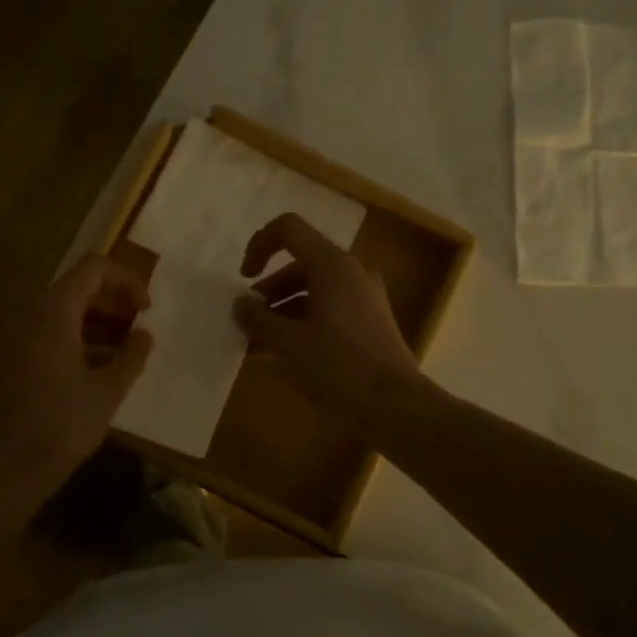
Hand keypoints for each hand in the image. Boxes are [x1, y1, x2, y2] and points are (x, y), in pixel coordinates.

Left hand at [0, 255, 153, 501]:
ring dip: (93, 326)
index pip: (94, 269)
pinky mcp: (2, 361)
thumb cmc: (59, 427)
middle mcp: (27, 314)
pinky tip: (90, 373)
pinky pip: (42, 335)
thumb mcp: (107, 392)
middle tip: (137, 333)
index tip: (146, 312)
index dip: (126, 282)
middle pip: (75, 289)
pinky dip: (70, 342)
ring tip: (120, 356)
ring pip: (58, 314)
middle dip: (112, 305)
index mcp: (53, 312)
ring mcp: (9, 337)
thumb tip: (144, 335)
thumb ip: (131, 356)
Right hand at [232, 213, 421, 421]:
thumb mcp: (288, 344)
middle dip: (268, 291)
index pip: (289, 230)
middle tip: (247, 323)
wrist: (395, 407)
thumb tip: (240, 304)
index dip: (259, 245)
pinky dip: (304, 324)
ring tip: (258, 346)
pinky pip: (329, 312)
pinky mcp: (371, 324)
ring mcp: (365, 299)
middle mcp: (351, 273)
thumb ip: (258, 320)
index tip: (243, 279)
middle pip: (300, 265)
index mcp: (332, 265)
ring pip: (314, 292)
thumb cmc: (337, 367)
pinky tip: (284, 357)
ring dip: (283, 312)